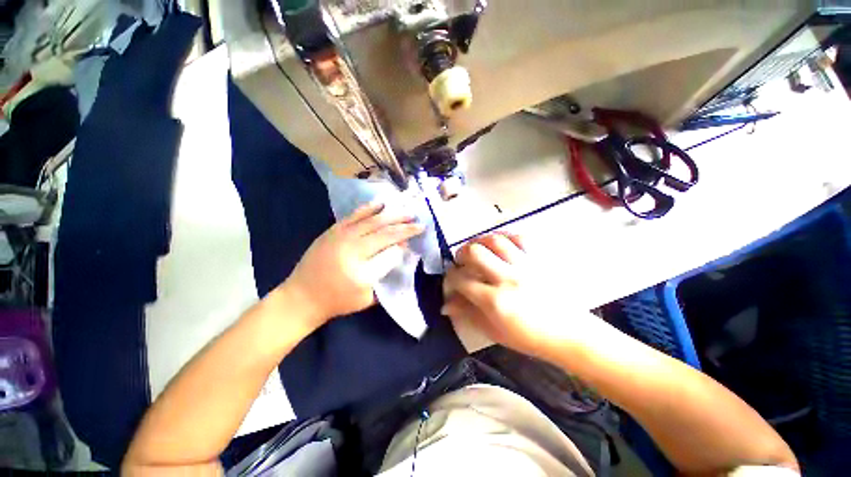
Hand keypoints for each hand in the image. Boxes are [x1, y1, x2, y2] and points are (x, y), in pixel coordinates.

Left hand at [284, 202, 424, 326]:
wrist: (302, 296)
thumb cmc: (337, 301)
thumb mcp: (367, 297)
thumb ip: (384, 272)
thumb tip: (398, 249)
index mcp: (362, 271)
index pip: (391, 252)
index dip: (404, 243)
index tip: (414, 238)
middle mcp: (352, 249)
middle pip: (384, 233)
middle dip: (404, 226)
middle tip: (419, 221)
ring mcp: (341, 236)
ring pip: (373, 221)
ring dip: (393, 215)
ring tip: (407, 211)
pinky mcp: (333, 230)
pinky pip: (355, 215)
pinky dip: (370, 208)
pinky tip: (382, 203)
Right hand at [442, 233, 570, 357]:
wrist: (570, 334)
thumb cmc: (530, 338)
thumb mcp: (493, 331)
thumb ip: (468, 314)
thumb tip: (445, 304)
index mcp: (495, 301)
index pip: (461, 280)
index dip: (450, 279)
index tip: (452, 282)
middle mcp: (507, 278)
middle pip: (475, 252)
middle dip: (461, 254)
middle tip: (462, 262)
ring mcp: (525, 266)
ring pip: (495, 240)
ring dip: (480, 242)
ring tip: (478, 250)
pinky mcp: (539, 260)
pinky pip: (520, 238)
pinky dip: (506, 238)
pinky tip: (501, 245)